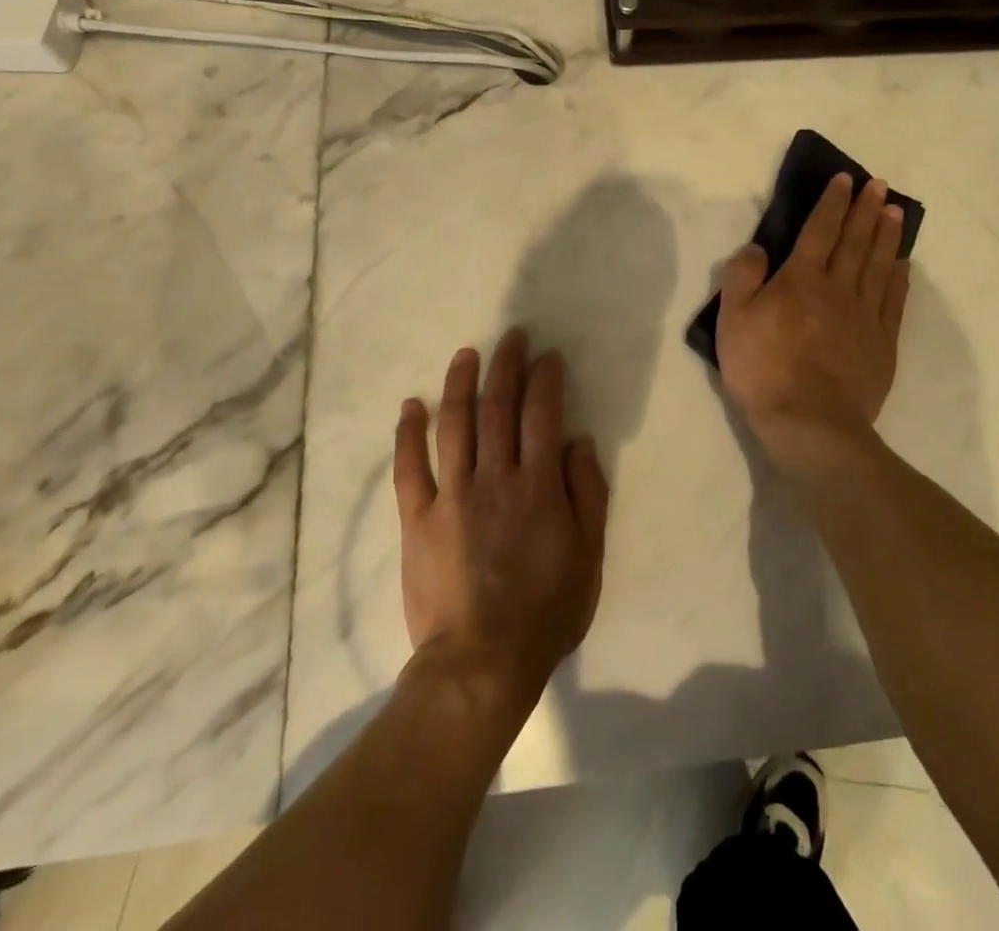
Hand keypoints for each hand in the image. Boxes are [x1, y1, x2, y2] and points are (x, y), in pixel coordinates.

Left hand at [392, 329, 609, 716]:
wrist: (481, 662)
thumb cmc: (546, 611)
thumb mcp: (589, 556)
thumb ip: (587, 493)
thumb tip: (577, 441)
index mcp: (538, 486)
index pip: (543, 414)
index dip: (546, 379)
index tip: (547, 355)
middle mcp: (495, 478)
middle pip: (498, 408)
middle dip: (506, 365)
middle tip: (511, 336)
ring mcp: (452, 496)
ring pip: (454, 425)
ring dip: (460, 384)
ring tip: (466, 354)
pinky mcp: (417, 518)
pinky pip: (409, 468)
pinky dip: (409, 433)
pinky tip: (411, 405)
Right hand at [716, 173, 909, 442]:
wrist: (810, 423)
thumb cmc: (763, 369)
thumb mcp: (732, 320)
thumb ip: (742, 277)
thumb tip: (757, 248)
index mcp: (801, 279)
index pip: (819, 230)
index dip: (832, 203)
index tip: (845, 180)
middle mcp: (838, 288)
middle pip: (855, 241)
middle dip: (866, 210)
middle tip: (880, 186)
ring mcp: (864, 316)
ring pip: (879, 266)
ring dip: (888, 236)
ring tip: (896, 212)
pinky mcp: (882, 344)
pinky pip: (893, 302)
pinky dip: (899, 279)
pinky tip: (903, 265)